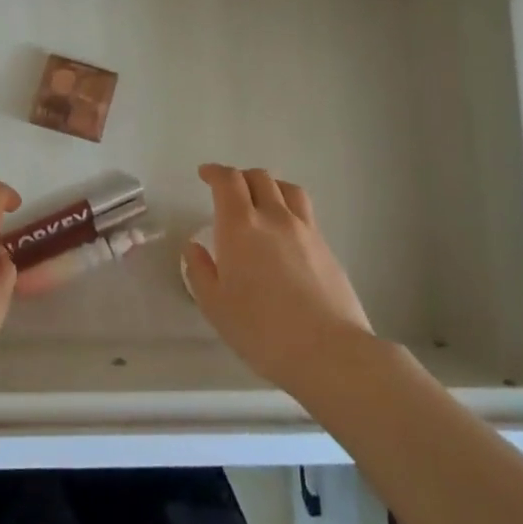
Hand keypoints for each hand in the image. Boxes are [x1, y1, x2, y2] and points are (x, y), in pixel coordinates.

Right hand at [183, 164, 373, 394]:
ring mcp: (305, 229)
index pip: (228, 181)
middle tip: (228, 192)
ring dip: (268, 186)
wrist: (328, 351)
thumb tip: (194, 247)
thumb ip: (200, 271)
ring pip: (287, 188)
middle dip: (239, 177)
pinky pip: (304, 211)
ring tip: (260, 201)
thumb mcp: (215, 306)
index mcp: (240, 226)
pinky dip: (288, 207)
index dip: (214, 172)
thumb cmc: (261, 330)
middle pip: (259, 177)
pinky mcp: (326, 246)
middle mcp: (274, 217)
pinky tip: (284, 230)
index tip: (204, 175)